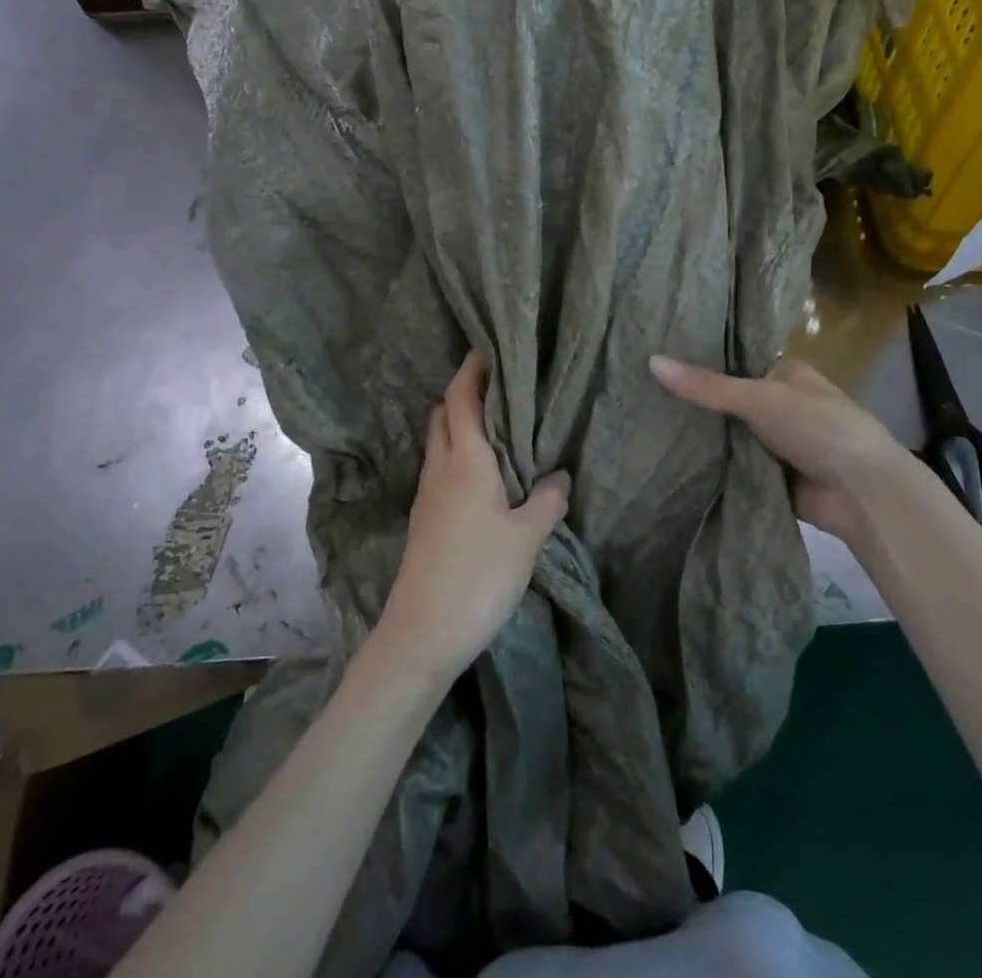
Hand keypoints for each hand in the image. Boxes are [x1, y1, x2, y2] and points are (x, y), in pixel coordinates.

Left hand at [380, 351, 568, 680]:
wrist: (423, 632)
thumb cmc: (478, 575)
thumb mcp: (527, 537)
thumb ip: (547, 500)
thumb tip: (558, 476)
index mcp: (465, 461)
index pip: (460, 399)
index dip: (470, 370)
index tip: (487, 348)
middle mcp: (441, 468)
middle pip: (444, 414)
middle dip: (465, 393)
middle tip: (500, 385)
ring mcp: (428, 495)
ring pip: (440, 442)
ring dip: (461, 424)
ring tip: (499, 425)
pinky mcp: (426, 519)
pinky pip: (442, 468)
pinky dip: (460, 454)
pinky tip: (485, 473)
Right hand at [649, 354, 916, 537]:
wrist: (862, 494)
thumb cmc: (819, 427)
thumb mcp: (760, 398)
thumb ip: (707, 386)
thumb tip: (651, 361)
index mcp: (783, 373)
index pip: (733, 358)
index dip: (698, 357)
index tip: (655, 351)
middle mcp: (777, 403)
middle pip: (725, 398)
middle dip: (692, 399)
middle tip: (637, 389)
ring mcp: (772, 441)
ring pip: (725, 432)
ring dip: (697, 433)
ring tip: (639, 418)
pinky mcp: (767, 475)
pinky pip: (730, 464)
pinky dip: (707, 463)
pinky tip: (665, 455)